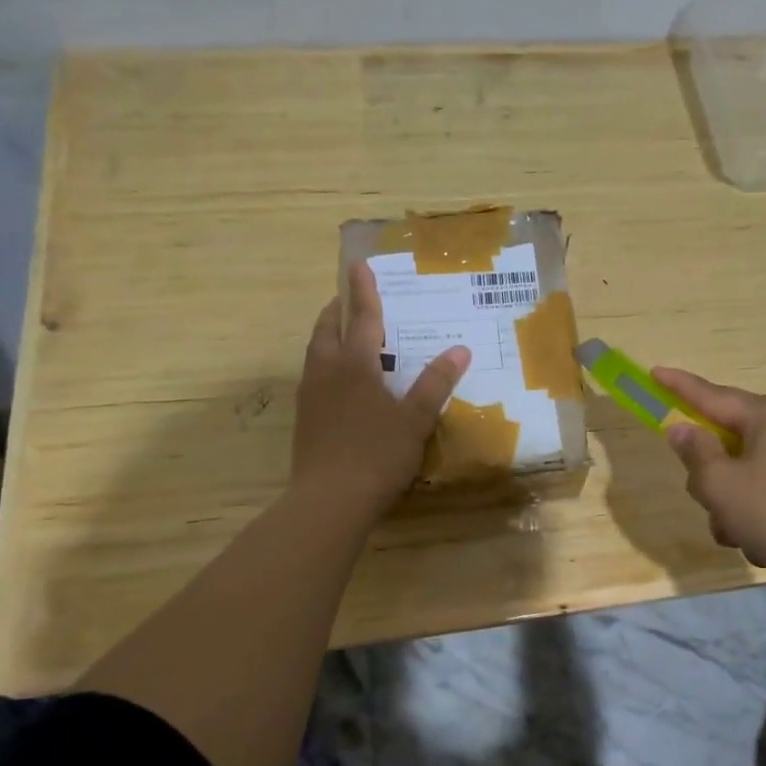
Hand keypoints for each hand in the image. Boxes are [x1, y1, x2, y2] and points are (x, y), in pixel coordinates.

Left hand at [293, 262, 469, 516]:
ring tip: (344, 334)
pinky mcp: (305, 420)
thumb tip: (460, 349)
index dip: (364, 291)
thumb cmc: (377, 454)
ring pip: (316, 354)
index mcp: (355, 366)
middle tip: (349, 299)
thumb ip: (435, 383)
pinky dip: (327, 364)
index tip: (358, 264)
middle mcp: (327, 373)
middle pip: (328, 330)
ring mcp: (311, 397)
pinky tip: (340, 382)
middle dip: (339, 310)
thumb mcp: (415, 419)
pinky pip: (315, 377)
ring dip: (329, 336)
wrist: (329, 501)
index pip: (362, 318)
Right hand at [652, 367, 765, 583]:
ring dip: (734, 505)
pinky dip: (759, 516)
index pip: (712, 395)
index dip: (679, 386)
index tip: (654, 372)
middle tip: (708, 501)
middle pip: (730, 441)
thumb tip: (683, 429)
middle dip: (712, 476)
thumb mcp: (721, 485)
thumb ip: (696, 454)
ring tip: (741, 535)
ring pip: (748, 474)